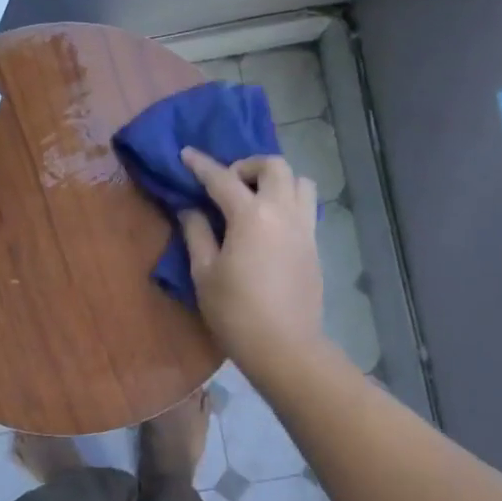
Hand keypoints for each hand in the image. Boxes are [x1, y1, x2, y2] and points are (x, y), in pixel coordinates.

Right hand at [178, 148, 323, 369]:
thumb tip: (189, 209)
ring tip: (255, 199)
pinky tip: (269, 225)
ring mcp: (305, 228)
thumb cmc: (235, 311)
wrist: (284, 347)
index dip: (201, 164)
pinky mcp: (315, 246)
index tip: (186, 153)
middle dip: (247, 165)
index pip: (222, 178)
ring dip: (276, 180)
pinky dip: (288, 202)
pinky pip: (306, 207)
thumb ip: (196, 233)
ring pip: (300, 181)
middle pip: (273, 166)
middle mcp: (283, 212)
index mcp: (251, 215)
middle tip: (227, 183)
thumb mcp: (204, 272)